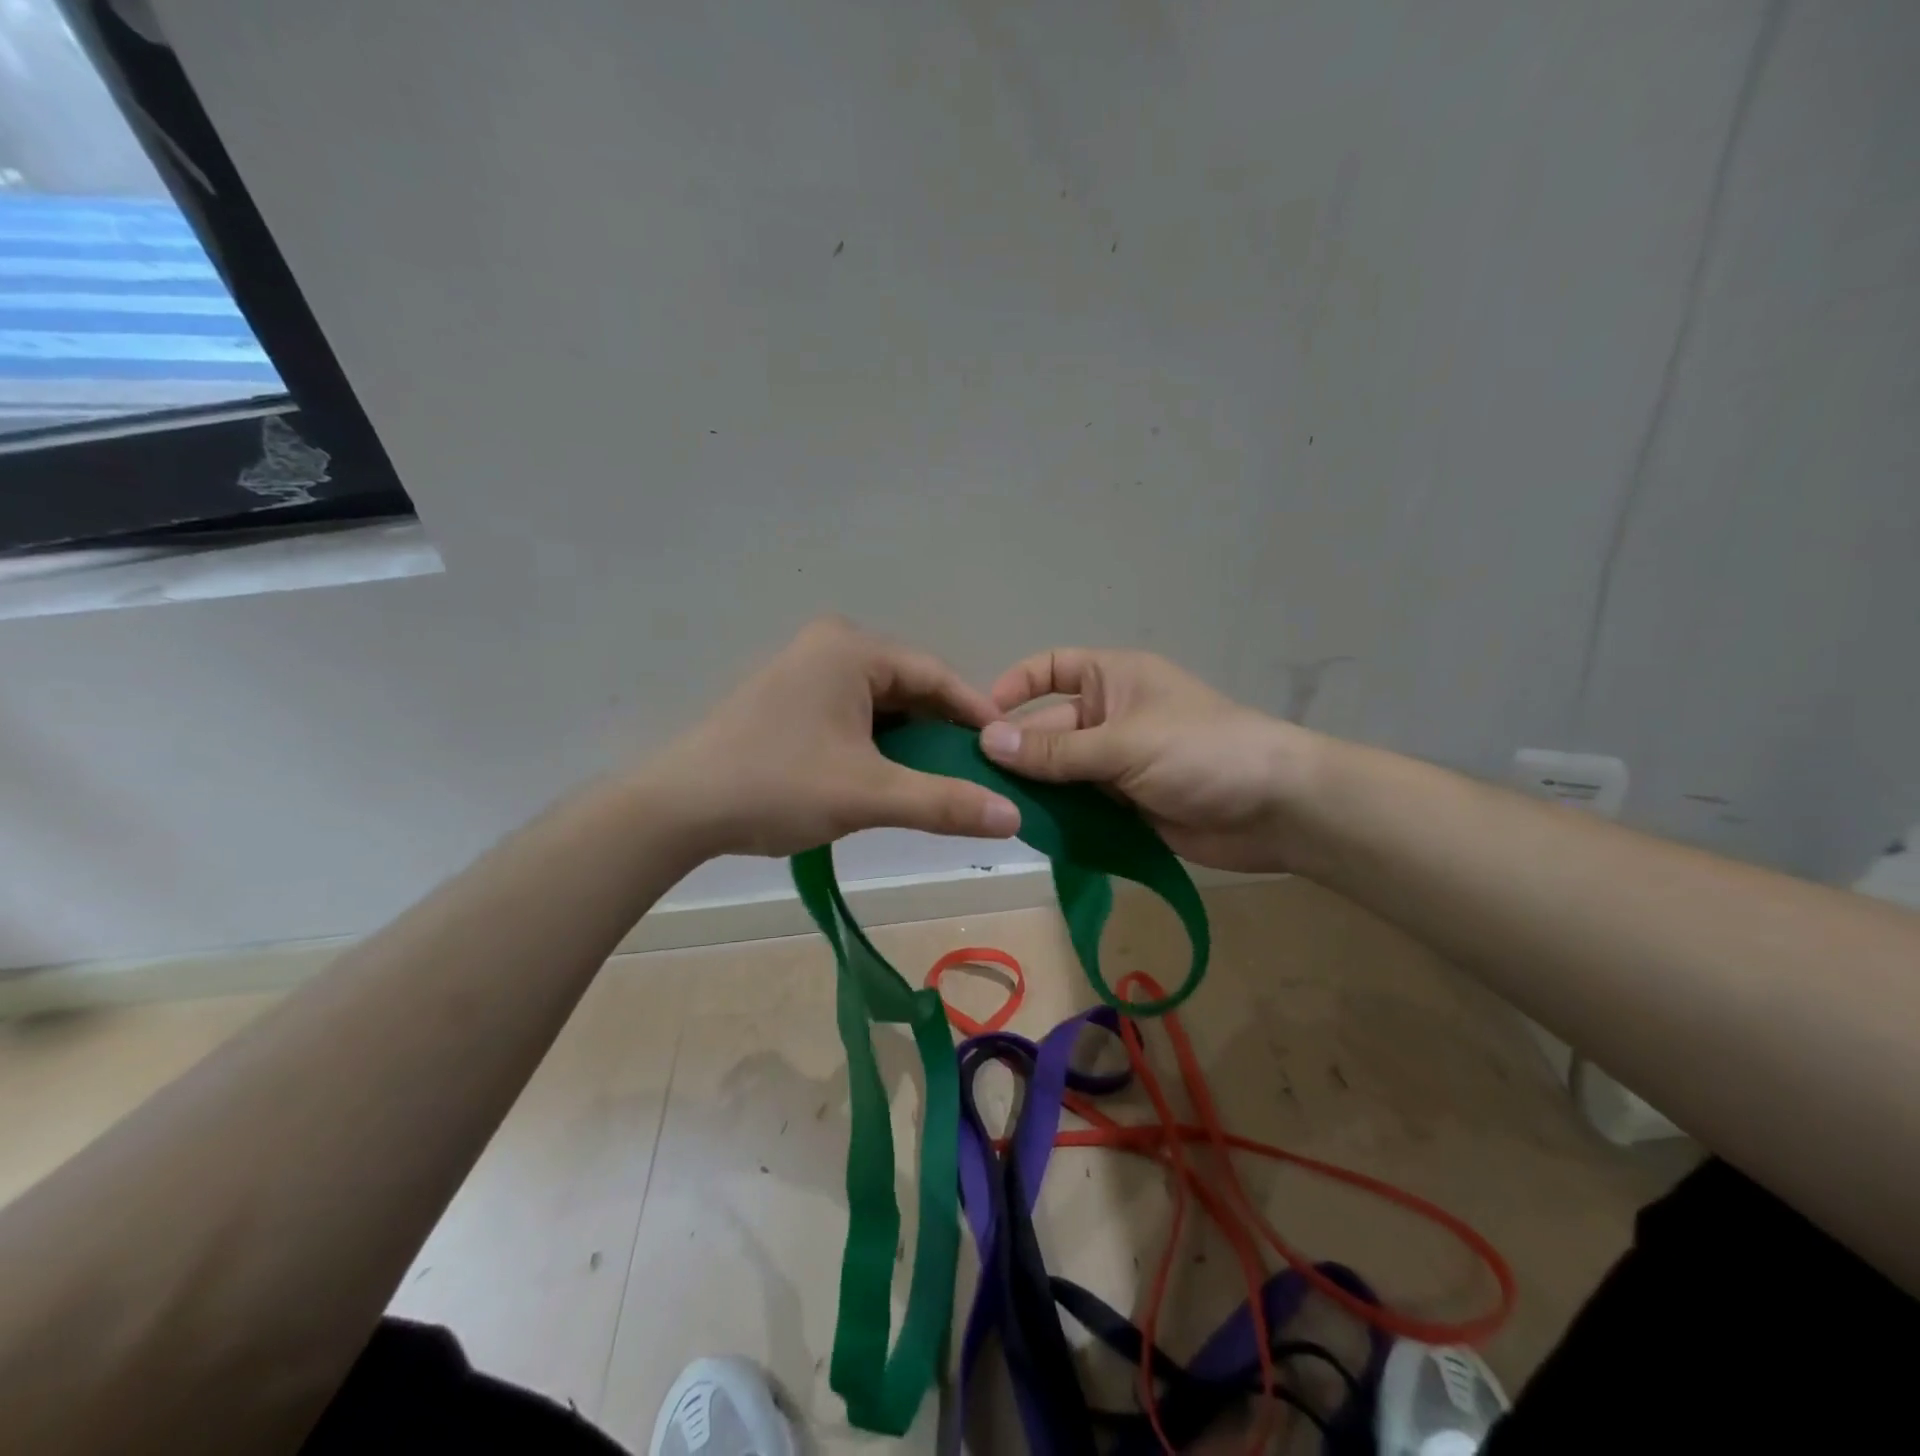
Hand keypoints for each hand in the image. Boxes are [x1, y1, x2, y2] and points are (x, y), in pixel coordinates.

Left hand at [644, 617, 1020, 858]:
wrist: (679, 808)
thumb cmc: (777, 786)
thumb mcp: (869, 795)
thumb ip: (944, 803)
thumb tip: (1013, 816)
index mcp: (852, 648)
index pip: (936, 675)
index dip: (977, 714)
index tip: (1010, 749)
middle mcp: (831, 646)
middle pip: (910, 687)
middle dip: (944, 730)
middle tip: (980, 770)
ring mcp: (807, 670)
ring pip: (883, 703)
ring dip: (913, 740)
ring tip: (944, 778)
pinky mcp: (792, 698)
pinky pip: (855, 713)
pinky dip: (881, 742)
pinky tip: (894, 774)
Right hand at [979, 648, 1315, 872]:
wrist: (1276, 809)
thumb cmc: (1202, 751)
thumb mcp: (1124, 743)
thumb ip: (1056, 750)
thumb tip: (987, 742)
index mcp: (1113, 679)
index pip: (1052, 668)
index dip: (1015, 686)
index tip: (980, 719)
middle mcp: (1110, 716)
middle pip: (1048, 728)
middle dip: (1017, 752)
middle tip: (974, 782)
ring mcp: (1117, 763)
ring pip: (1060, 772)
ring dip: (1033, 789)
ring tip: (991, 809)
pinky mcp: (1126, 804)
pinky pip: (1080, 805)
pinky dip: (1058, 816)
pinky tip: (1028, 831)